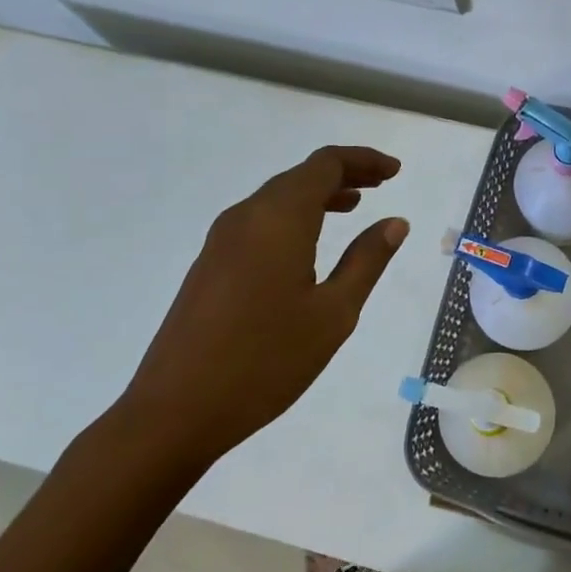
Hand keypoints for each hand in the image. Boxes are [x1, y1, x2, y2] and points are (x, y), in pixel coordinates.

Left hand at [115, 146, 409, 477]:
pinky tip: (310, 245)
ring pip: (278, 197)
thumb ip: (366, 261)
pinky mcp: (210, 263)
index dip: (363, 160)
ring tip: (355, 206)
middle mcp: (247, 215)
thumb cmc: (265, 361)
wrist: (174, 411)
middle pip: (301, 175)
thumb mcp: (333, 314)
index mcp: (279, 218)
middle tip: (383, 183)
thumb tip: (395, 222)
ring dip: (319, 194)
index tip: (396, 171)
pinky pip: (260, 220)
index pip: (325, 164)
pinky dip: (294, 216)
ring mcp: (222, 239)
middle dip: (345, 173)